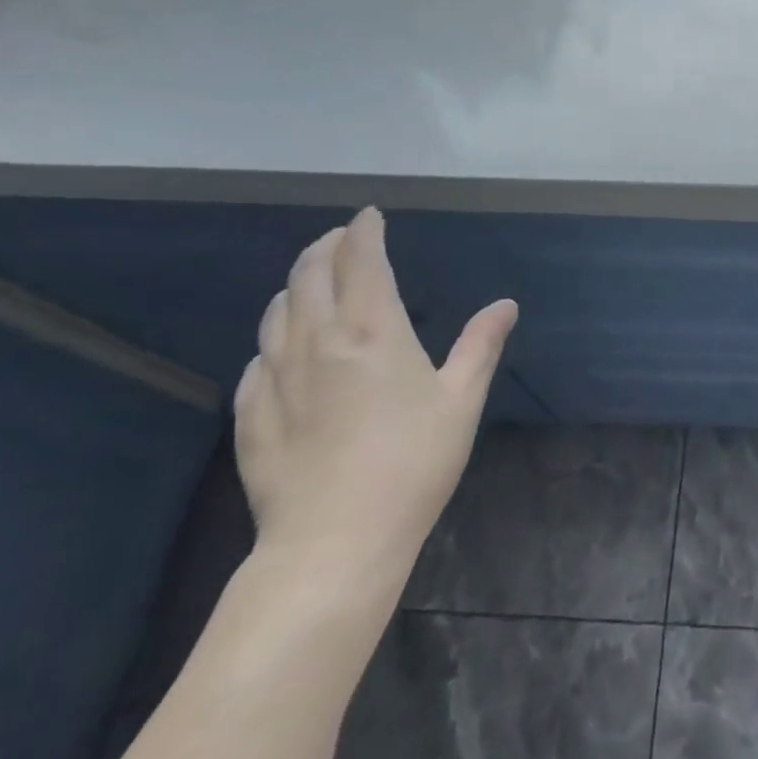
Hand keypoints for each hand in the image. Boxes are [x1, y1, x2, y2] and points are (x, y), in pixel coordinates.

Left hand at [233, 207, 516, 584]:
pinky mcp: (252, 415)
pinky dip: (274, 337)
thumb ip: (480, 345)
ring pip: (277, 312)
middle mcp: (318, 342)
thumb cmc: (413, 463)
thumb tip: (505, 305)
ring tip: (311, 282)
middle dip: (325, 247)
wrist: (335, 542)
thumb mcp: (461, 401)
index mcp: (373, 331)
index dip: (364, 231)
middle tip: (341, 239)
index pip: (361, 261)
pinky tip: (282, 349)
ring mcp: (276, 378)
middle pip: (309, 275)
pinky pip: (258, 359)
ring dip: (295, 286)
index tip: (369, 216)